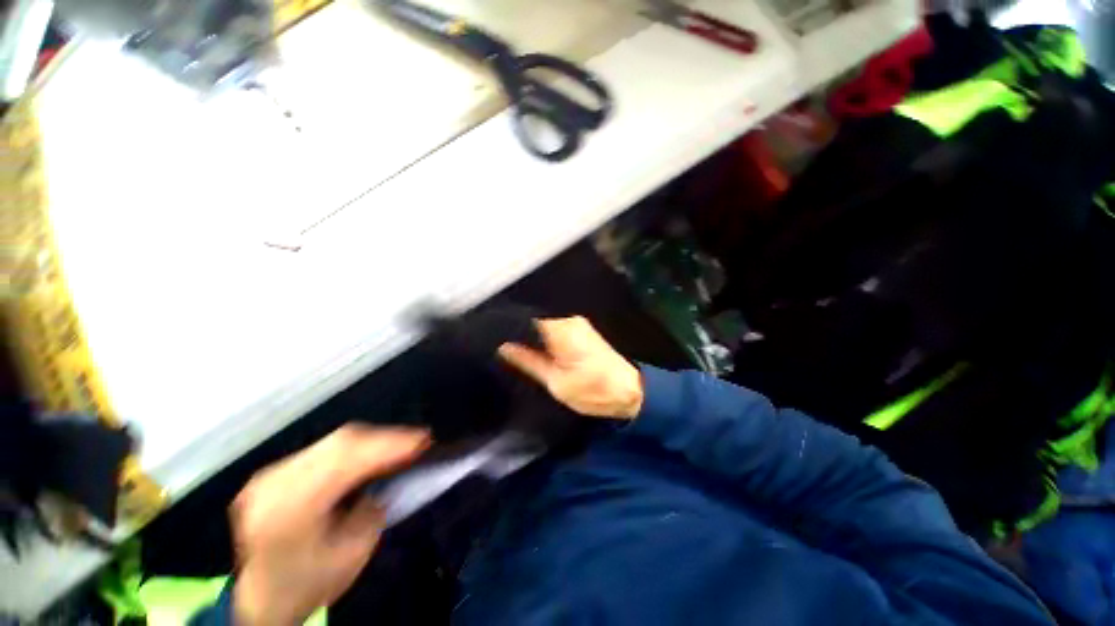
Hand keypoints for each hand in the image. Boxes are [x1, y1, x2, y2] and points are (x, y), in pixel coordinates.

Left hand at [230, 425, 429, 625]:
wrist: (260, 601)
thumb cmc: (311, 583)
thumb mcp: (353, 552)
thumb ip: (373, 507)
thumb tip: (391, 472)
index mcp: (289, 508)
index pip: (346, 460)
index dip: (389, 444)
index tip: (424, 439)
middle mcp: (273, 483)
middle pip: (340, 442)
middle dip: (385, 437)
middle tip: (418, 439)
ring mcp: (269, 475)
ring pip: (332, 440)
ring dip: (372, 440)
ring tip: (400, 443)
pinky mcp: (274, 473)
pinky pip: (323, 449)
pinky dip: (353, 448)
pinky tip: (370, 453)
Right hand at [498, 316, 643, 419]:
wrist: (629, 391)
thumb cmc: (593, 391)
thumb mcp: (556, 382)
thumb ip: (528, 361)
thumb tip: (503, 346)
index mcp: (561, 329)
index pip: (526, 315)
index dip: (507, 321)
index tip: (489, 330)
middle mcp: (568, 319)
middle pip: (534, 315)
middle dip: (515, 325)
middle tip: (493, 337)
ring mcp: (576, 322)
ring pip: (542, 320)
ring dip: (526, 329)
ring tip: (505, 339)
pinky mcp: (580, 329)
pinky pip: (552, 326)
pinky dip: (539, 333)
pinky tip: (527, 341)